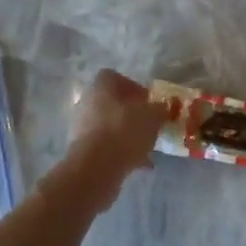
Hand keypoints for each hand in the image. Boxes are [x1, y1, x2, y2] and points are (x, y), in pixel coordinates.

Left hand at [57, 69, 165, 209]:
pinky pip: (107, 146)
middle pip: (114, 103)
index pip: (117, 78)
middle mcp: (88, 102)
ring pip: (111, 126)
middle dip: (133, 114)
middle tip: (151, 125)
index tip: (150, 103)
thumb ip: (160, 109)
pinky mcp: (83, 149)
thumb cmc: (124, 131)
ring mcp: (82, 126)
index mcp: (101, 86)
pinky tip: (140, 164)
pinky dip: (122, 152)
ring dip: (128, 134)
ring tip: (148, 147)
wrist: (96, 168)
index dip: (135, 88)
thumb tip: (162, 108)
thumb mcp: (152, 116)